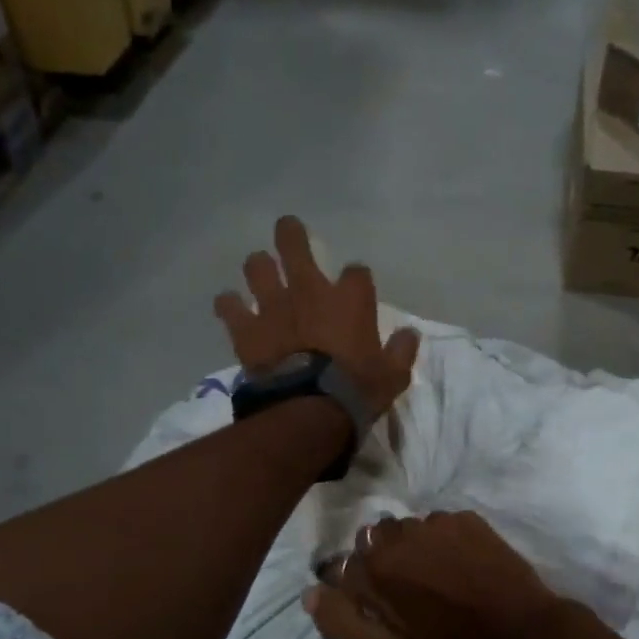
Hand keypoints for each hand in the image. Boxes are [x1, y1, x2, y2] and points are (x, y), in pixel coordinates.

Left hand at [214, 216, 420, 418]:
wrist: (310, 409)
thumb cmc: (357, 390)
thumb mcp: (392, 375)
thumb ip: (401, 351)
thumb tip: (409, 335)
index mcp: (350, 299)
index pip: (357, 272)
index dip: (356, 279)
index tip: (356, 289)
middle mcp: (309, 292)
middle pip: (295, 246)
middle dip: (290, 234)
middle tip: (287, 228)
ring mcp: (274, 307)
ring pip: (257, 267)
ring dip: (259, 267)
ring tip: (260, 270)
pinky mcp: (247, 329)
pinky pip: (229, 306)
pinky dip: (230, 305)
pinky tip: (230, 307)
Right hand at [304, 512, 572, 638]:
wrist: (524, 634)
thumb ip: (342, 626)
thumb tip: (310, 593)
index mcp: (375, 567)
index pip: (341, 568)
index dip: (355, 592)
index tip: (377, 611)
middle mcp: (399, 533)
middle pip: (371, 544)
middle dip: (381, 567)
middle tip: (408, 599)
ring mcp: (436, 521)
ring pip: (404, 532)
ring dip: (410, 552)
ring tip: (437, 583)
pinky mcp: (466, 518)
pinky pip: (437, 526)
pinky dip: (440, 543)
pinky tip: (460, 569)